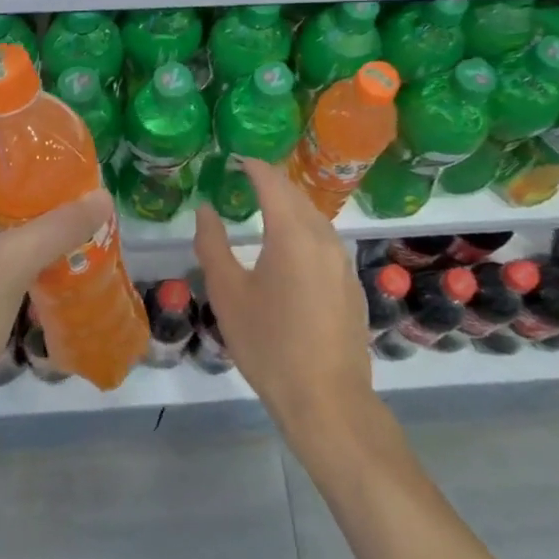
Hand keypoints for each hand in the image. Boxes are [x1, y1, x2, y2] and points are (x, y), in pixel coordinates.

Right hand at [194, 158, 375, 441]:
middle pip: (296, 195)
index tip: (234, 159)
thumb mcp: (228, 294)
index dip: (253, 166)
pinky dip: (304, 229)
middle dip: (271, 182)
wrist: (326, 399)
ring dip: (289, 205)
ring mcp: (343, 261)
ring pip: (314, 217)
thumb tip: (206, 210)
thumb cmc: (269, 344)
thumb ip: (213, 245)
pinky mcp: (351, 283)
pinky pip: (325, 240)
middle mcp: (323, 238)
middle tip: (245, 178)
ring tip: (264, 207)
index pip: (272, 182)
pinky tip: (289, 248)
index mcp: (292, 233)